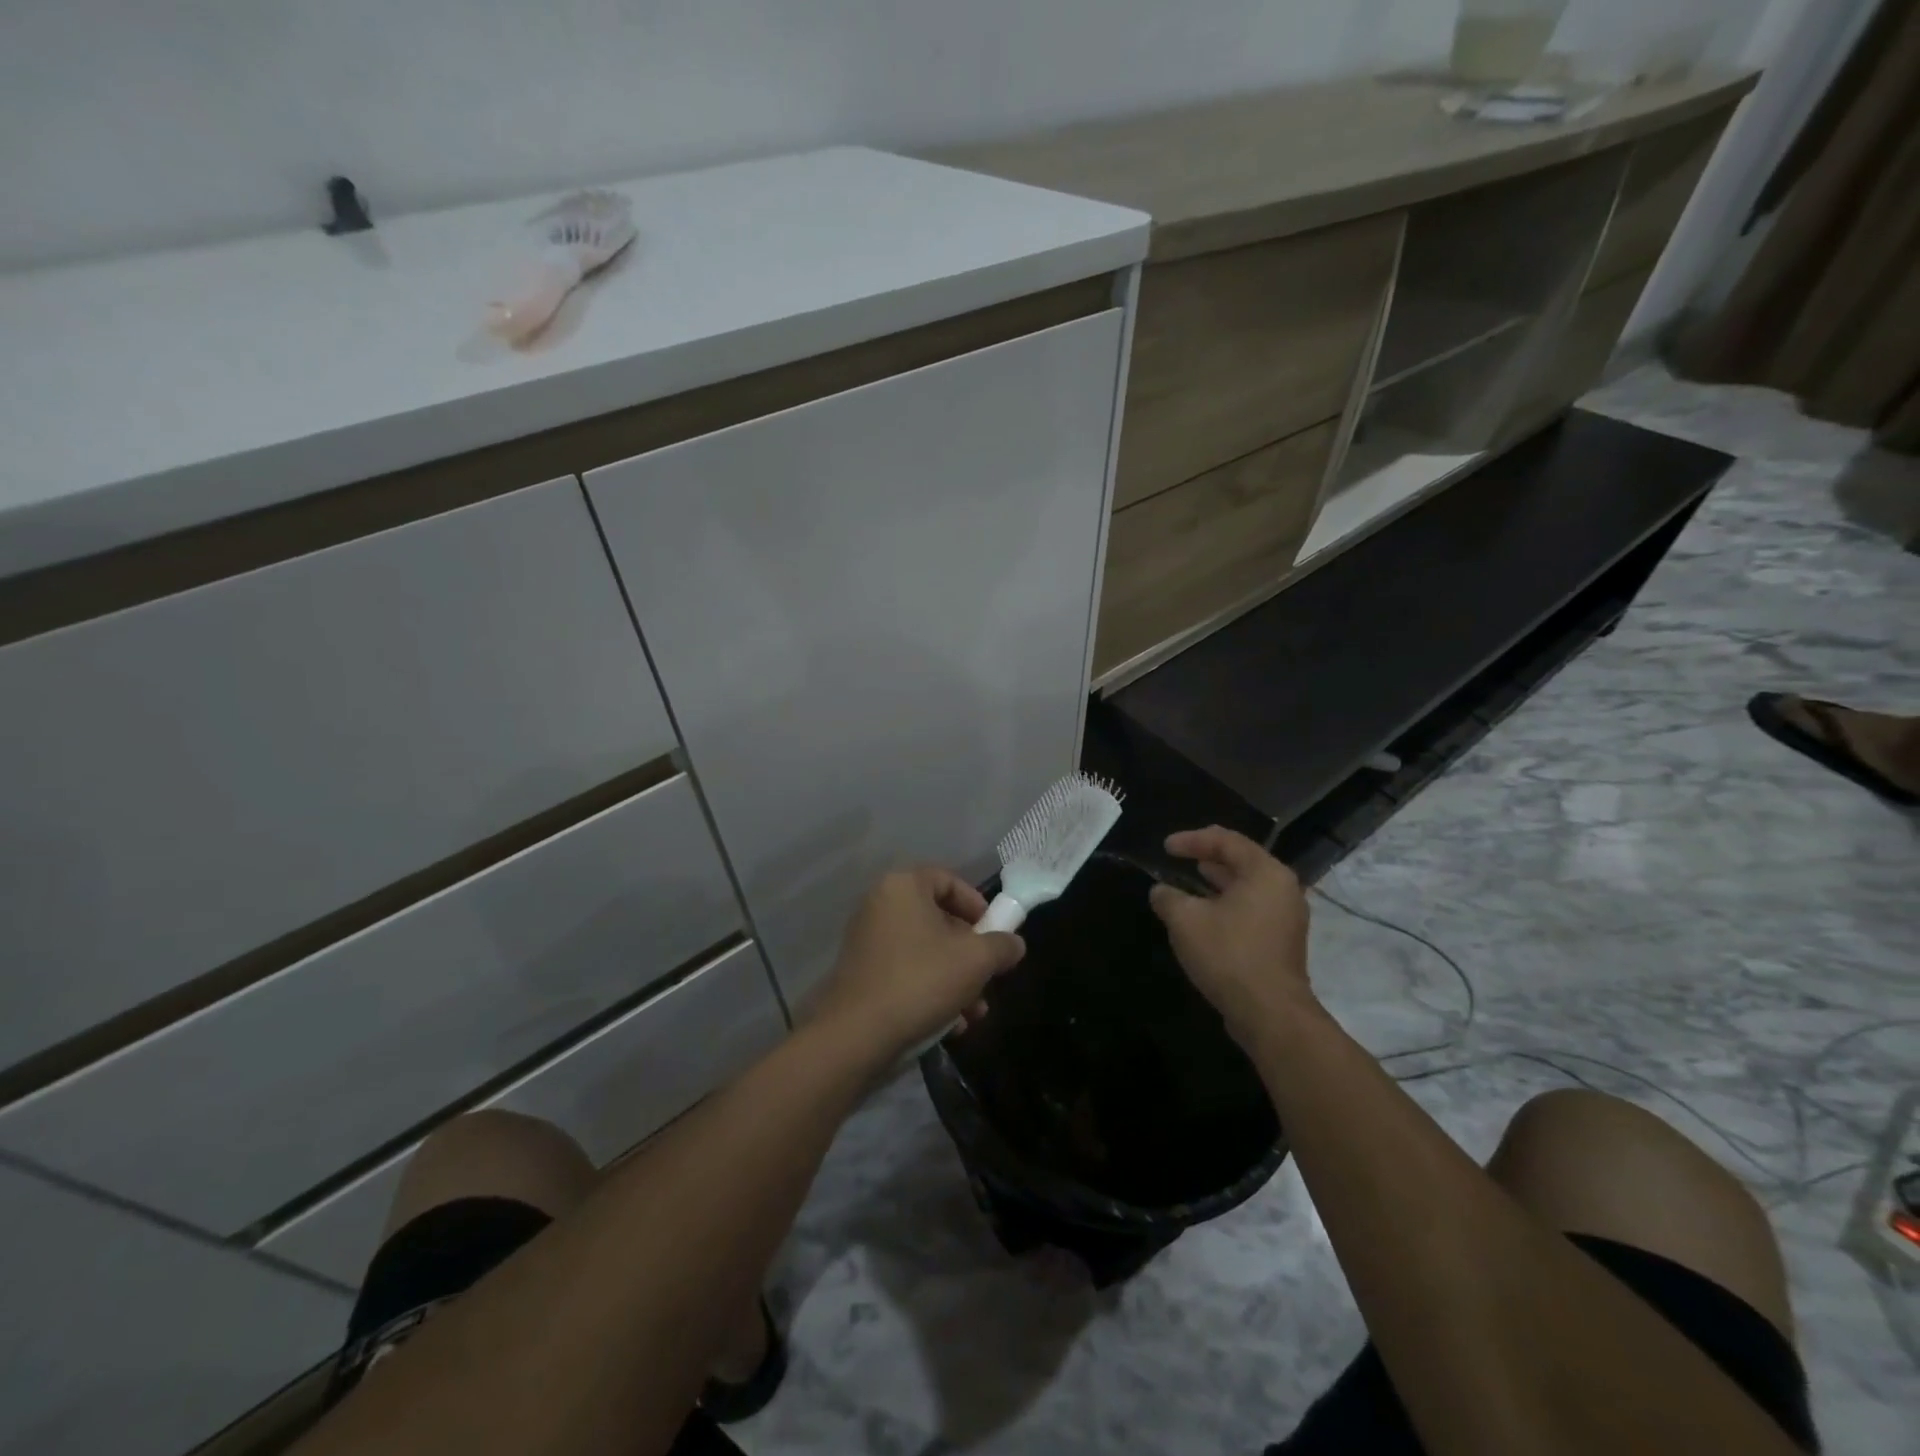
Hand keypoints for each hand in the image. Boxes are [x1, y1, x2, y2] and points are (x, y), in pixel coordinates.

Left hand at [806, 868, 1026, 1060]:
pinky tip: (949, 1025)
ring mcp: (867, 939)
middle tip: (989, 979)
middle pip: (938, 919)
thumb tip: (1014, 944)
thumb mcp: (975, 960)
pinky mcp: (861, 972)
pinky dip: (930, 990)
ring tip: (975, 1014)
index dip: (977, 905)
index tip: (995, 934)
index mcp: (903, 886)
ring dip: (956, 979)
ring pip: (925, 951)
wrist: (856, 1035)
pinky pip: (905, 971)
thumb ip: (1001, 946)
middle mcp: (880, 904)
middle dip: (971, 953)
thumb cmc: (920, 981)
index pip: (948, 880)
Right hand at [1150, 826, 1312, 1046]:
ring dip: (1218, 882)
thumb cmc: (1228, 954)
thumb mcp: (1185, 920)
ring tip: (1191, 880)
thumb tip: (1160, 891)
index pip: (1227, 841)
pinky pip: (1252, 908)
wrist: (1269, 1013)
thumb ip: (1168, 897)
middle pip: (1242, 860)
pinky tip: (1206, 914)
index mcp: (1265, 873)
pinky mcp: (1282, 941)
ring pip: (1248, 886)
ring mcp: (1287, 916)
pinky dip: (1228, 903)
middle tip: (1180, 857)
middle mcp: (1283, 888)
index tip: (1165, 847)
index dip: (1192, 840)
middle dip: (1208, 857)